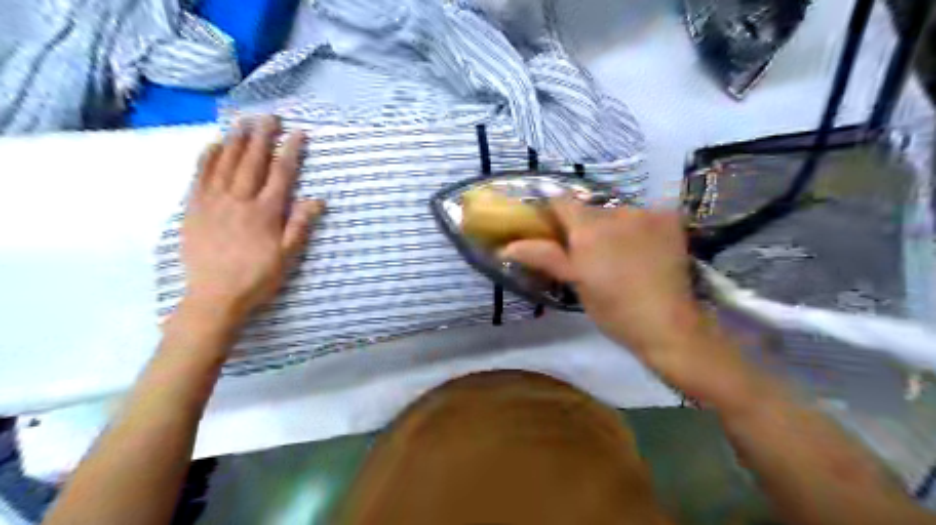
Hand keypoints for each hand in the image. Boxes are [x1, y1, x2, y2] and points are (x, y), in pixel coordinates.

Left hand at [181, 114, 324, 320]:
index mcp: (266, 213)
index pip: (281, 174)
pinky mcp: (193, 208)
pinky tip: (213, 144)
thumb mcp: (288, 257)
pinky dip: (207, 157)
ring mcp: (213, 202)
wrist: (215, 297)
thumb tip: (317, 199)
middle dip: (262, 136)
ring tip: (244, 121)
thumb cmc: (258, 278)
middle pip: (252, 161)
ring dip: (236, 139)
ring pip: (225, 163)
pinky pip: (200, 176)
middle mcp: (239, 200)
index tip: (298, 133)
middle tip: (270, 116)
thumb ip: (301, 225)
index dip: (290, 151)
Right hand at [505, 200, 709, 368]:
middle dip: (585, 226)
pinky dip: (641, 228)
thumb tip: (507, 247)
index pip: (561, 202)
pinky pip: (645, 215)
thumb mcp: (575, 282)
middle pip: (590, 209)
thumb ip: (544, 256)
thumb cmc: (613, 309)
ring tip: (623, 256)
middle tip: (590, 255)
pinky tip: (646, 250)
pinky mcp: (669, 219)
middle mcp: (616, 212)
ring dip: (614, 227)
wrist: (667, 324)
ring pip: (618, 213)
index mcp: (588, 229)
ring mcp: (646, 213)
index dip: (553, 214)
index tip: (554, 232)